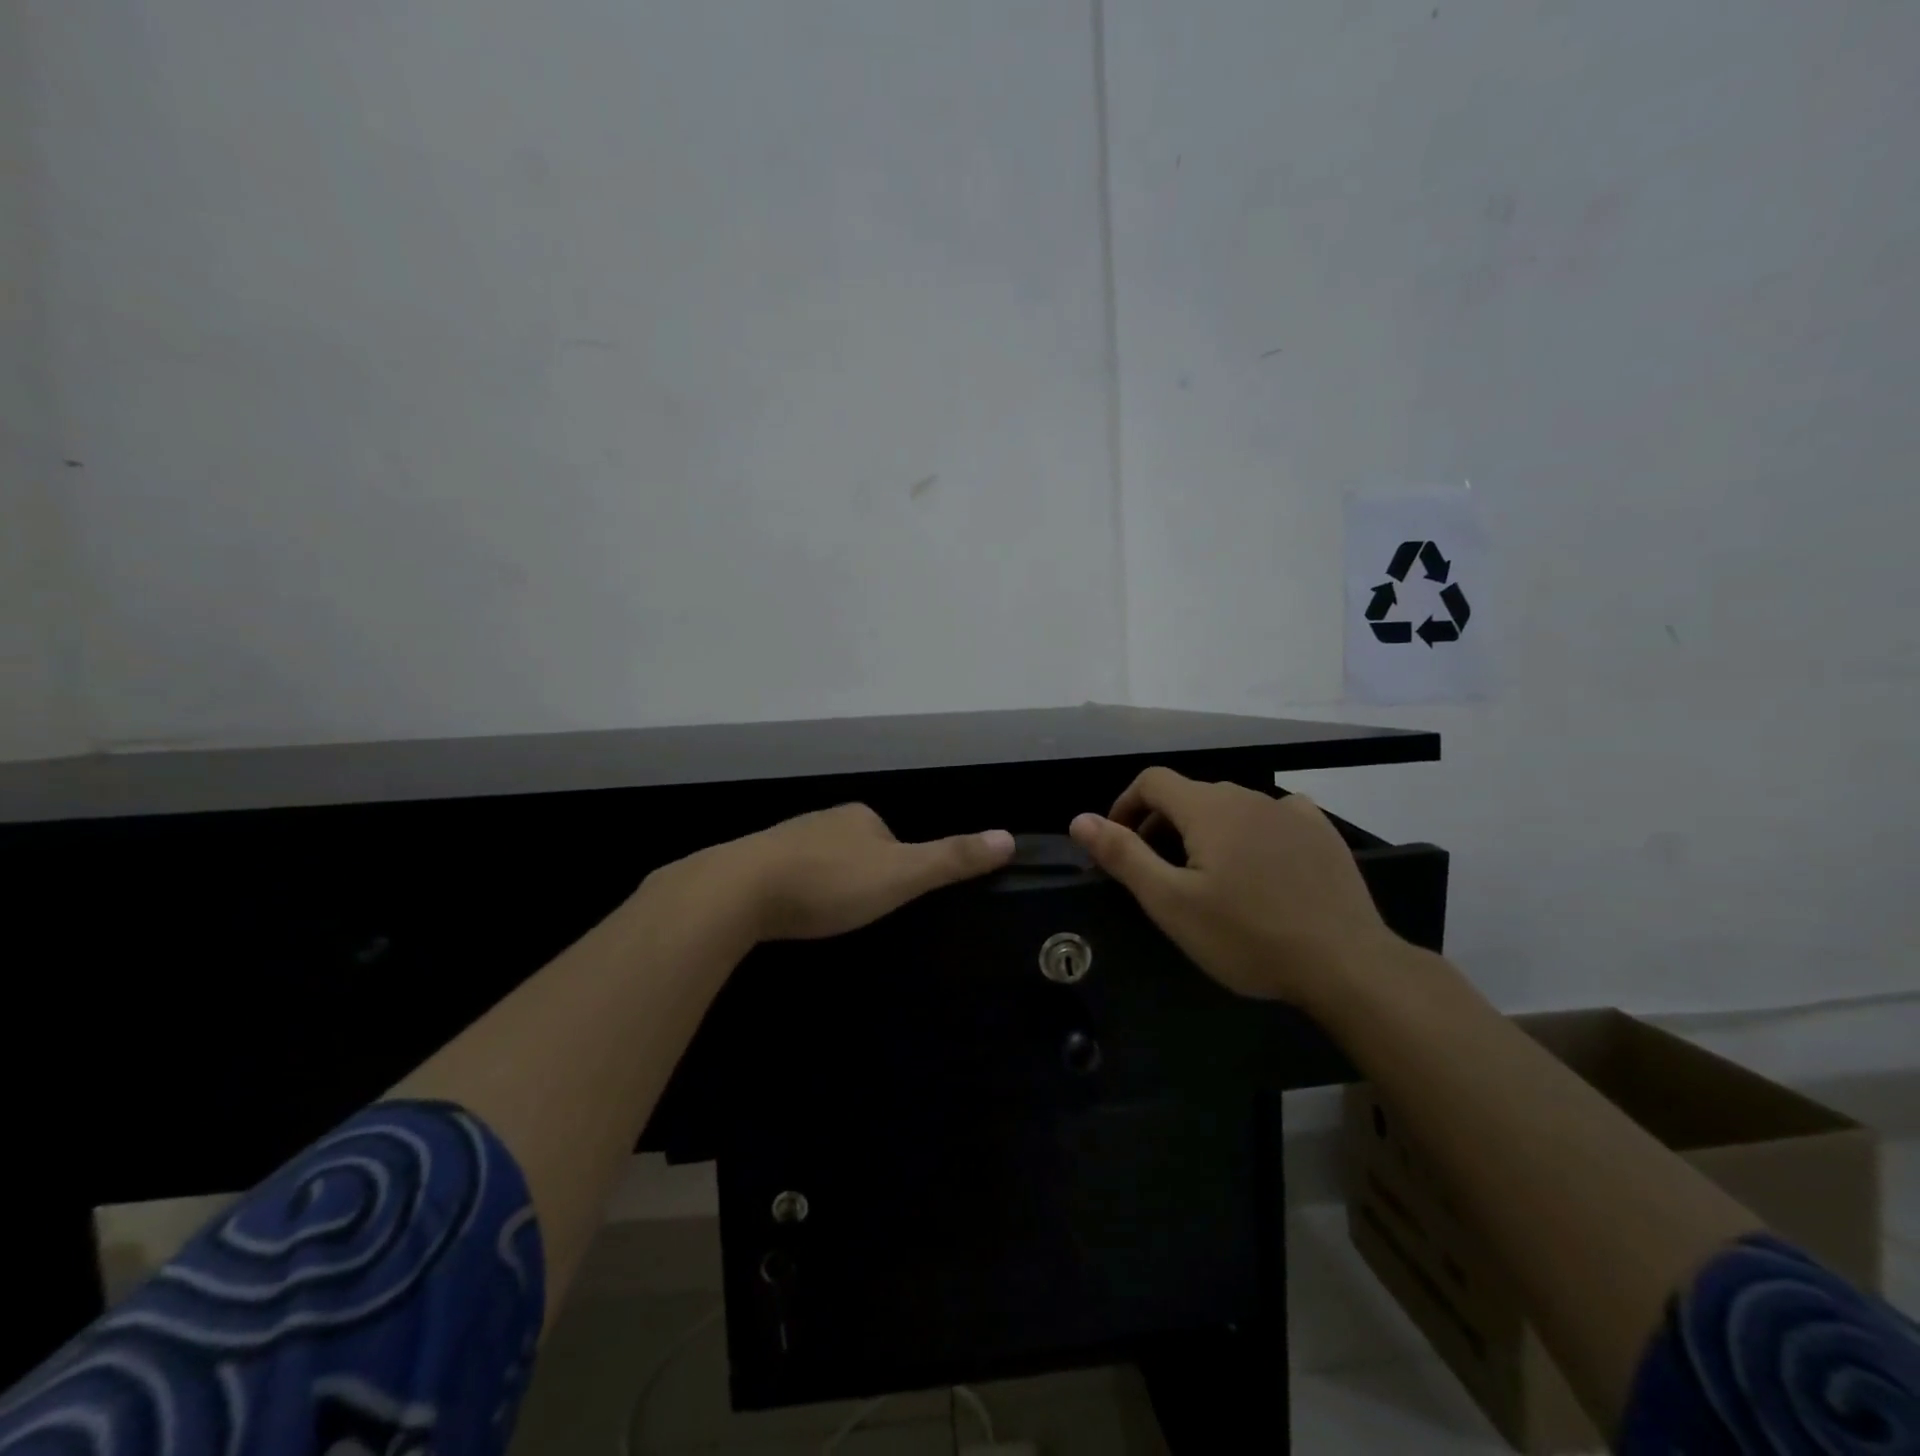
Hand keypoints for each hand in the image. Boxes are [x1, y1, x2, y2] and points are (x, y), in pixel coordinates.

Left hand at [680, 803, 1015, 942]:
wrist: (739, 891)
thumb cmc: (830, 882)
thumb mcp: (901, 875)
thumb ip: (951, 859)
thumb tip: (1008, 837)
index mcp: (859, 816)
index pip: (890, 835)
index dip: (897, 865)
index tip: (893, 897)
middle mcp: (822, 819)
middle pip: (854, 847)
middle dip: (859, 874)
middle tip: (859, 913)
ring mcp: (783, 839)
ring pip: (817, 860)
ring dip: (824, 883)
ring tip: (824, 917)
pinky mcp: (752, 864)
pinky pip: (784, 875)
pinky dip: (793, 891)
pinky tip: (789, 914)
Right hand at [1069, 767, 1396, 1005]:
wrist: (1346, 964)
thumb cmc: (1247, 935)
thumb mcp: (1171, 902)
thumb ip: (1123, 855)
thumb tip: (1079, 819)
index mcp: (1208, 807)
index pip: (1152, 781)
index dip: (1126, 805)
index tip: (1118, 842)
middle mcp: (1248, 795)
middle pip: (1190, 794)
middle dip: (1162, 823)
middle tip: (1158, 871)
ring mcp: (1290, 810)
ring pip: (1231, 806)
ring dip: (1206, 829)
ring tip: (1207, 875)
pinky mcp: (1321, 831)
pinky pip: (1273, 815)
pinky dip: (1251, 831)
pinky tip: (1260, 864)